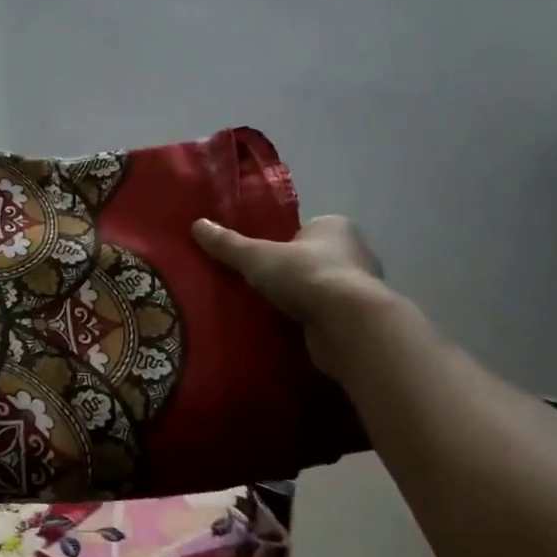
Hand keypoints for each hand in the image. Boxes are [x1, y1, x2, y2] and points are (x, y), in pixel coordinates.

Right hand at [192, 214, 392, 375]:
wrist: (348, 325)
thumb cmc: (305, 275)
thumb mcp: (257, 257)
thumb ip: (228, 244)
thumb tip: (196, 225)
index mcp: (336, 227)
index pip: (305, 229)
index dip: (282, 241)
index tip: (259, 258)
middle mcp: (355, 253)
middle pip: (313, 259)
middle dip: (289, 272)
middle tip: (256, 284)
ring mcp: (360, 289)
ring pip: (320, 290)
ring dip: (300, 300)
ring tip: (265, 310)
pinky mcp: (358, 321)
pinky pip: (326, 317)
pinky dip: (309, 323)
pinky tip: (285, 331)